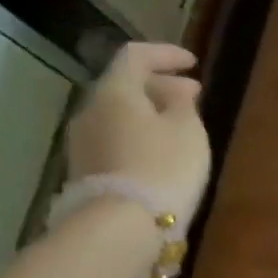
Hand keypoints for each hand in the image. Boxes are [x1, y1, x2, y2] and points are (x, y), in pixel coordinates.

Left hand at [66, 43, 212, 221]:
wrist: (124, 224)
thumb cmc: (164, 166)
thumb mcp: (188, 130)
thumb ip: (182, 103)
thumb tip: (175, 89)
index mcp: (115, 91)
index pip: (135, 56)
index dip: (165, 54)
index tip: (193, 62)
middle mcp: (91, 109)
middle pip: (124, 86)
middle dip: (159, 86)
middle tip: (192, 96)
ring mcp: (83, 142)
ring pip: (119, 114)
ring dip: (149, 113)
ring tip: (180, 126)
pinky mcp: (87, 169)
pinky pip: (116, 139)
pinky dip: (139, 135)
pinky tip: (160, 151)